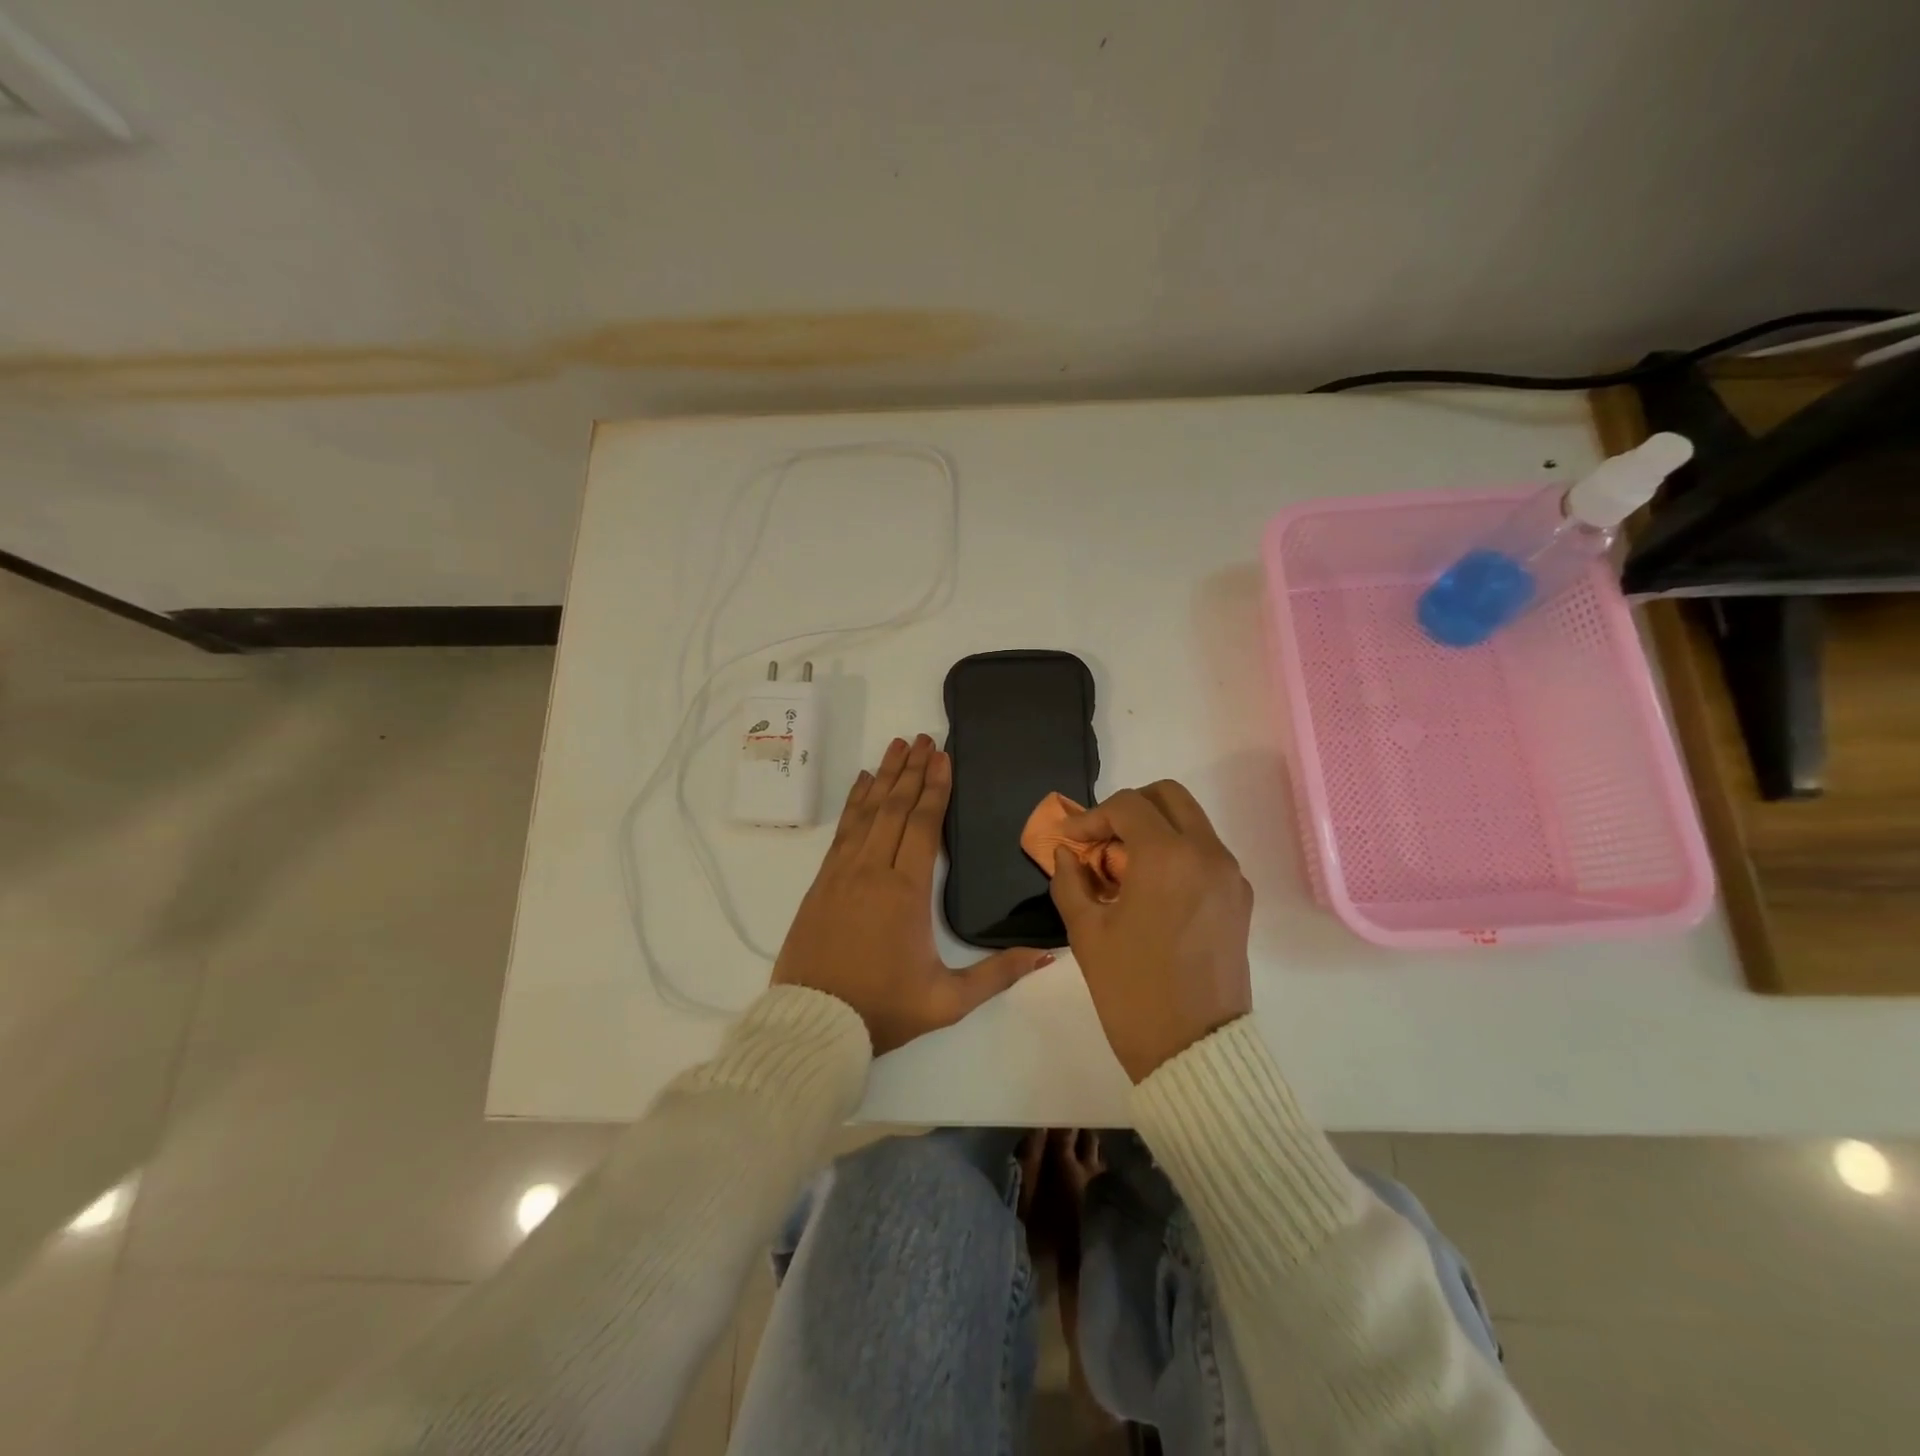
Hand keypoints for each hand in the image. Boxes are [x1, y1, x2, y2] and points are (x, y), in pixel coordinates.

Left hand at [772, 734, 1052, 1054]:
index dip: (935, 787)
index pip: (923, 825)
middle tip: (924, 738)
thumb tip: (1047, 956)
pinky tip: (861, 783)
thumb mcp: (948, 1000)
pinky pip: (842, 830)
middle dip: (912, 770)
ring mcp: (842, 873)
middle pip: (894, 808)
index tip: (942, 756)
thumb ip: (998, 975)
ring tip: (896, 746)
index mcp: (906, 892)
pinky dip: (854, 802)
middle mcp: (873, 870)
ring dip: (883, 776)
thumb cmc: (883, 1009)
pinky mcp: (822, 882)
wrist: (813, 1025)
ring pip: (866, 812)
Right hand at [1049, 781, 1252, 1081]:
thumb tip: (1067, 853)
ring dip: (1154, 829)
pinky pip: (1205, 852)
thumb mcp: (1086, 932)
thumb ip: (1070, 880)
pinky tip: (1150, 890)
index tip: (1069, 840)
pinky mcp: (1240, 900)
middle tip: (1100, 841)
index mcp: (1168, 857)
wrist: (1194, 1052)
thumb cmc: (1132, 990)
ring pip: (1190, 822)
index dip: (1090, 817)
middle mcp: (1207, 853)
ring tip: (1121, 869)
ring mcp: (1230, 876)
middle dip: (1129, 808)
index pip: (1126, 806)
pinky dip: (1176, 852)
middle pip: (1168, 796)